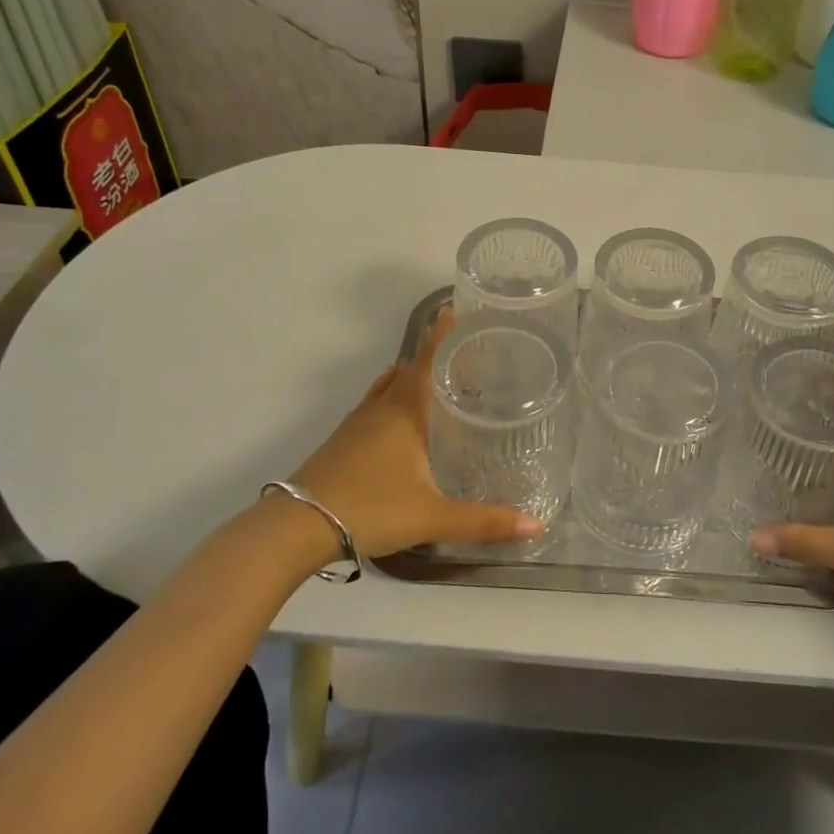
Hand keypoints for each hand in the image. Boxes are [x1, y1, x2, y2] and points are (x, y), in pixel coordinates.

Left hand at [285, 308, 541, 557]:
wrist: (298, 525)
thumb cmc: (370, 508)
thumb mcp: (432, 516)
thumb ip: (483, 521)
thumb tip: (536, 526)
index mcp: (405, 411)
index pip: (427, 361)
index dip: (442, 335)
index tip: (454, 308)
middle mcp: (381, 408)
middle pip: (410, 369)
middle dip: (434, 356)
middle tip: (465, 353)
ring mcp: (358, 423)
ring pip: (389, 387)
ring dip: (412, 377)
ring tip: (439, 381)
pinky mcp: (343, 440)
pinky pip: (375, 405)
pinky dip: (394, 399)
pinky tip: (403, 420)